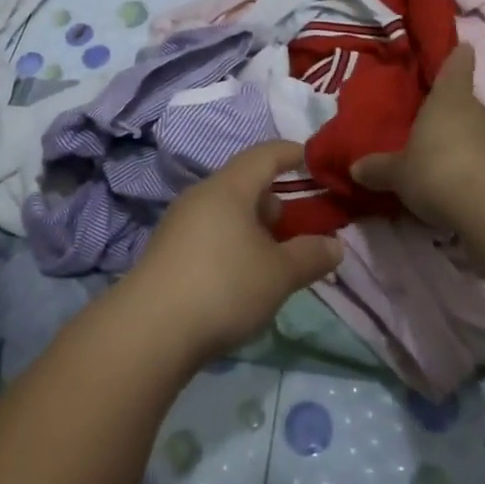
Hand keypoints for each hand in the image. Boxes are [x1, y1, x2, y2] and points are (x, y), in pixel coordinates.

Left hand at [123, 141, 344, 361]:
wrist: (150, 329)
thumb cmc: (223, 287)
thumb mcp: (279, 274)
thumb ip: (311, 255)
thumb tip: (334, 245)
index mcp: (229, 187)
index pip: (265, 154)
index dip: (292, 153)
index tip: (314, 160)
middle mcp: (201, 196)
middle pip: (244, 184)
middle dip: (275, 201)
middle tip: (300, 227)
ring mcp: (179, 223)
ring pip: (226, 212)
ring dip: (254, 227)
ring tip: (275, 257)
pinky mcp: (168, 251)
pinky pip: (210, 233)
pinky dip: (233, 243)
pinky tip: (243, 276)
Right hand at [350, 42, 484, 228]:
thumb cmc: (436, 172)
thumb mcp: (397, 174)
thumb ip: (378, 169)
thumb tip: (355, 168)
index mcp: (448, 100)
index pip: (456, 68)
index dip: (458, 58)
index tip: (464, 47)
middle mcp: (478, 112)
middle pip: (466, 106)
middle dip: (452, 115)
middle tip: (432, 128)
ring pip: (479, 135)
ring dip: (465, 145)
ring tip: (444, 165)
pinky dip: (478, 171)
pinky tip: (462, 189)